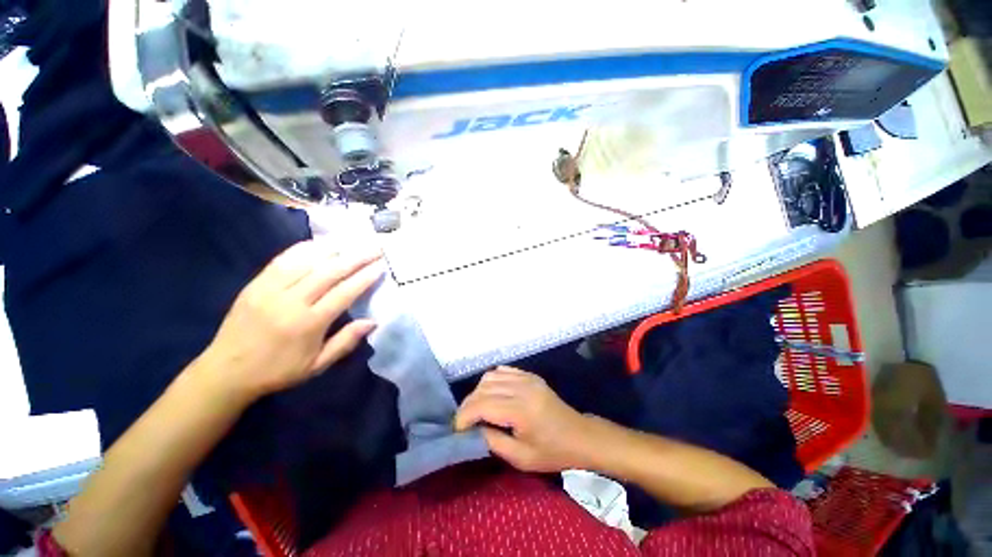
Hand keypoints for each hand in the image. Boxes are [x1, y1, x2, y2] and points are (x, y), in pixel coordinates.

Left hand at [198, 241, 383, 402]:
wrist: (226, 371)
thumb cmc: (278, 371)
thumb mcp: (317, 365)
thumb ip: (345, 342)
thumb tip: (373, 322)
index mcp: (308, 324)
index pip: (343, 293)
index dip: (364, 278)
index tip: (380, 266)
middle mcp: (291, 302)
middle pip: (329, 272)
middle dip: (356, 258)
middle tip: (375, 247)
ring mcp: (270, 289)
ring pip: (307, 261)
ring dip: (334, 249)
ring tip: (353, 241)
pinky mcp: (256, 284)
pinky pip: (283, 260)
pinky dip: (304, 248)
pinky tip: (320, 243)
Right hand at [454, 367, 593, 472]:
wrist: (580, 436)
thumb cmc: (553, 452)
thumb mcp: (521, 458)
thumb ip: (493, 442)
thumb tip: (473, 429)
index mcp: (521, 409)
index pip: (482, 404)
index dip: (464, 416)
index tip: (457, 430)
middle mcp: (522, 387)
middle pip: (484, 388)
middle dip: (468, 404)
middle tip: (464, 422)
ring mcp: (527, 378)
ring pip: (491, 376)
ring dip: (478, 392)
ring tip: (477, 409)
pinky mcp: (530, 375)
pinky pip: (503, 370)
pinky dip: (492, 380)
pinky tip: (491, 394)